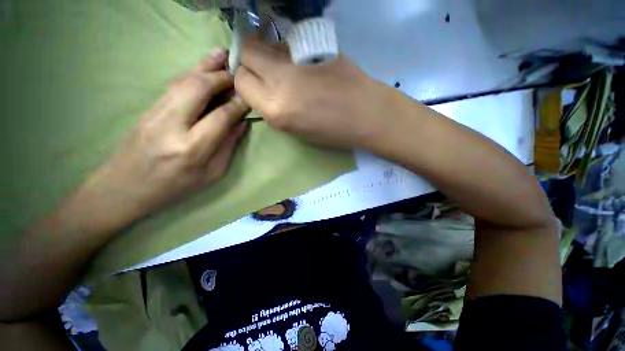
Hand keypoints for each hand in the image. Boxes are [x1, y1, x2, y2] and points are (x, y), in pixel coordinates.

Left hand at [83, 48, 248, 228]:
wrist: (123, 188)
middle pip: (198, 89)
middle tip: (237, 71)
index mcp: (191, 149)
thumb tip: (240, 123)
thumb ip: (227, 146)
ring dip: (205, 66)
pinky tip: (201, 67)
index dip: (238, 104)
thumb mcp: (211, 174)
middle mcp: (171, 126)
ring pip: (183, 81)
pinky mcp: (147, 109)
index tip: (250, 97)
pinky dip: (191, 74)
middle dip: (221, 77)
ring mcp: (154, 113)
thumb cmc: (174, 187)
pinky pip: (173, 86)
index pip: (221, 116)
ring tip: (220, 54)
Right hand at [234, 37, 397, 148]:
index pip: (242, 82)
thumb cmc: (334, 132)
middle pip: (247, 52)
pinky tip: (301, 63)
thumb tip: (263, 94)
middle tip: (264, 72)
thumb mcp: (297, 132)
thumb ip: (274, 111)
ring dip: (267, 54)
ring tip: (285, 69)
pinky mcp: (314, 44)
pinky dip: (286, 51)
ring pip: (266, 43)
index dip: (245, 83)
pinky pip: (287, 42)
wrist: (367, 113)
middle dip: (249, 61)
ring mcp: (298, 57)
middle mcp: (280, 79)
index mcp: (277, 109)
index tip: (254, 87)